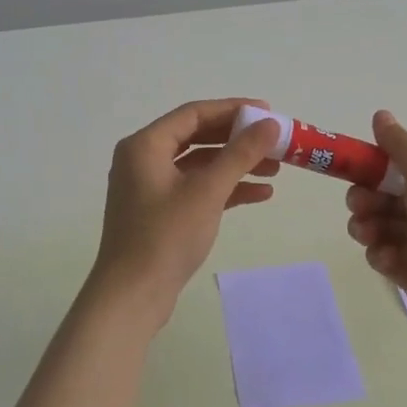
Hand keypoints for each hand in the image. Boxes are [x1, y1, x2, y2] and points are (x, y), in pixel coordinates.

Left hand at [89, 98, 280, 315]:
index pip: (194, 114)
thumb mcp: (207, 191)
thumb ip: (240, 154)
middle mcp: (143, 159)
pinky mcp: (160, 212)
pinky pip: (196, 189)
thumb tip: (270, 123)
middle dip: (238, 140)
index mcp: (145, 145)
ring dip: (235, 165)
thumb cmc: (166, 237)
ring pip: (200, 165)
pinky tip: (259, 195)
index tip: (268, 112)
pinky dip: (224, 189)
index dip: (233, 109)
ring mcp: (150, 187)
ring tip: (275, 170)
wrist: (132, 296)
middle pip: (198, 137)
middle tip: (275, 141)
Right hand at [344, 110, 406, 331]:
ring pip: (379, 227)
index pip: (398, 168)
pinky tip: (389, 258)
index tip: (352, 171)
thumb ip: (399, 145)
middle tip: (360, 205)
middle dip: (364, 199)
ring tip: (368, 233)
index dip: (372, 169)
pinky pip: (384, 257)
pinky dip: (381, 255)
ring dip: (366, 226)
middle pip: (383, 198)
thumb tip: (380, 114)